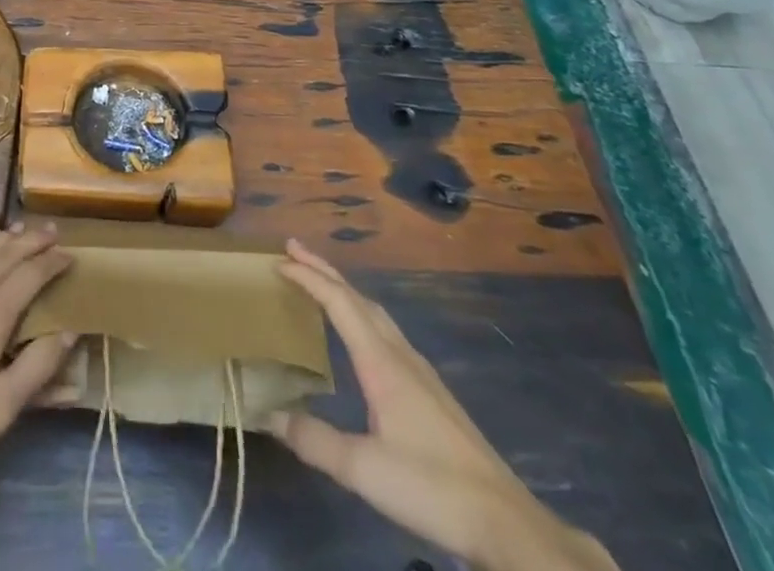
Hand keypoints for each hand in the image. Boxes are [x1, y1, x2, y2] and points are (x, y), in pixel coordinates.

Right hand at [271, 240, 616, 570]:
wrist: (507, 523)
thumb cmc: (433, 488)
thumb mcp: (364, 471)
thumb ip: (314, 441)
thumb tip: (266, 414)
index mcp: (382, 362)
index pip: (339, 303)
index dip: (308, 277)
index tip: (278, 261)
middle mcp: (401, 355)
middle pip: (358, 298)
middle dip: (324, 270)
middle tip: (293, 249)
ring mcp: (420, 372)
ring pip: (376, 313)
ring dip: (344, 291)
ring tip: (320, 283)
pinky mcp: (431, 392)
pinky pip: (386, 332)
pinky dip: (361, 315)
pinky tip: (360, 336)